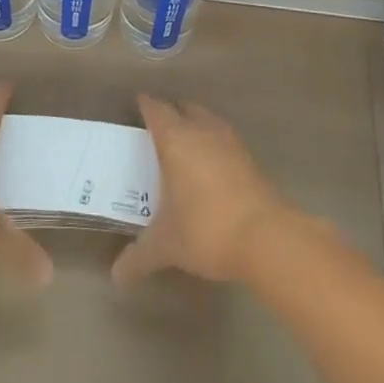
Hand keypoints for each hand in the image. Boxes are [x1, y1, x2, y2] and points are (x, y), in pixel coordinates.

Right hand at [113, 94, 292, 286]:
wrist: (266, 237)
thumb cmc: (206, 229)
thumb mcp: (166, 245)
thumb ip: (139, 257)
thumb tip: (116, 277)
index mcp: (175, 139)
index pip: (156, 109)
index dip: (145, 105)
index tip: (137, 105)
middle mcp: (202, 130)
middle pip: (183, 107)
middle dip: (171, 112)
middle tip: (157, 125)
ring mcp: (229, 141)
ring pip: (207, 119)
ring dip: (194, 124)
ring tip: (183, 142)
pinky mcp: (249, 158)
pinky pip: (224, 138)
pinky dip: (213, 142)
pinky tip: (210, 164)